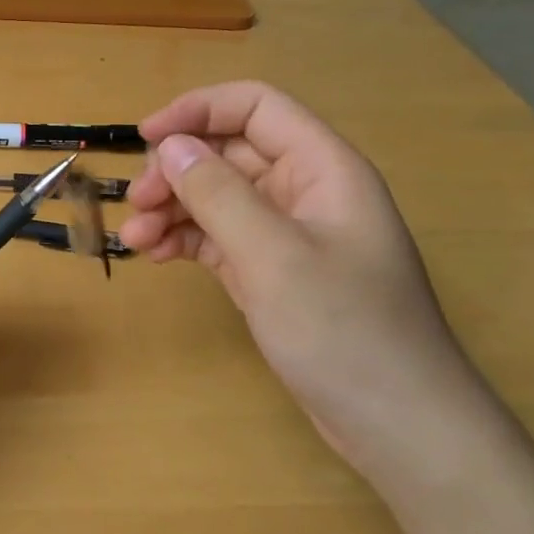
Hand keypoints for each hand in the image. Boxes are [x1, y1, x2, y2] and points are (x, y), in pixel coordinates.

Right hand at [119, 82, 501, 492]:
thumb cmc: (344, 330)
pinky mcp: (272, 271)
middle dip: (177, 170)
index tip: (147, 138)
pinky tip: (158, 254)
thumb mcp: (273, 256)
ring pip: (218, 196)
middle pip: (229, 153)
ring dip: (173, 208)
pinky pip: (219, 236)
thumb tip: (170, 146)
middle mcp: (304, 190)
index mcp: (323, 168)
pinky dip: (186, 239)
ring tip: (136, 239)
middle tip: (137, 204)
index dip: (199, 110)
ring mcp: (287, 234)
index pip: (256, 107)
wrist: (397, 425)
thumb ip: (218, 194)